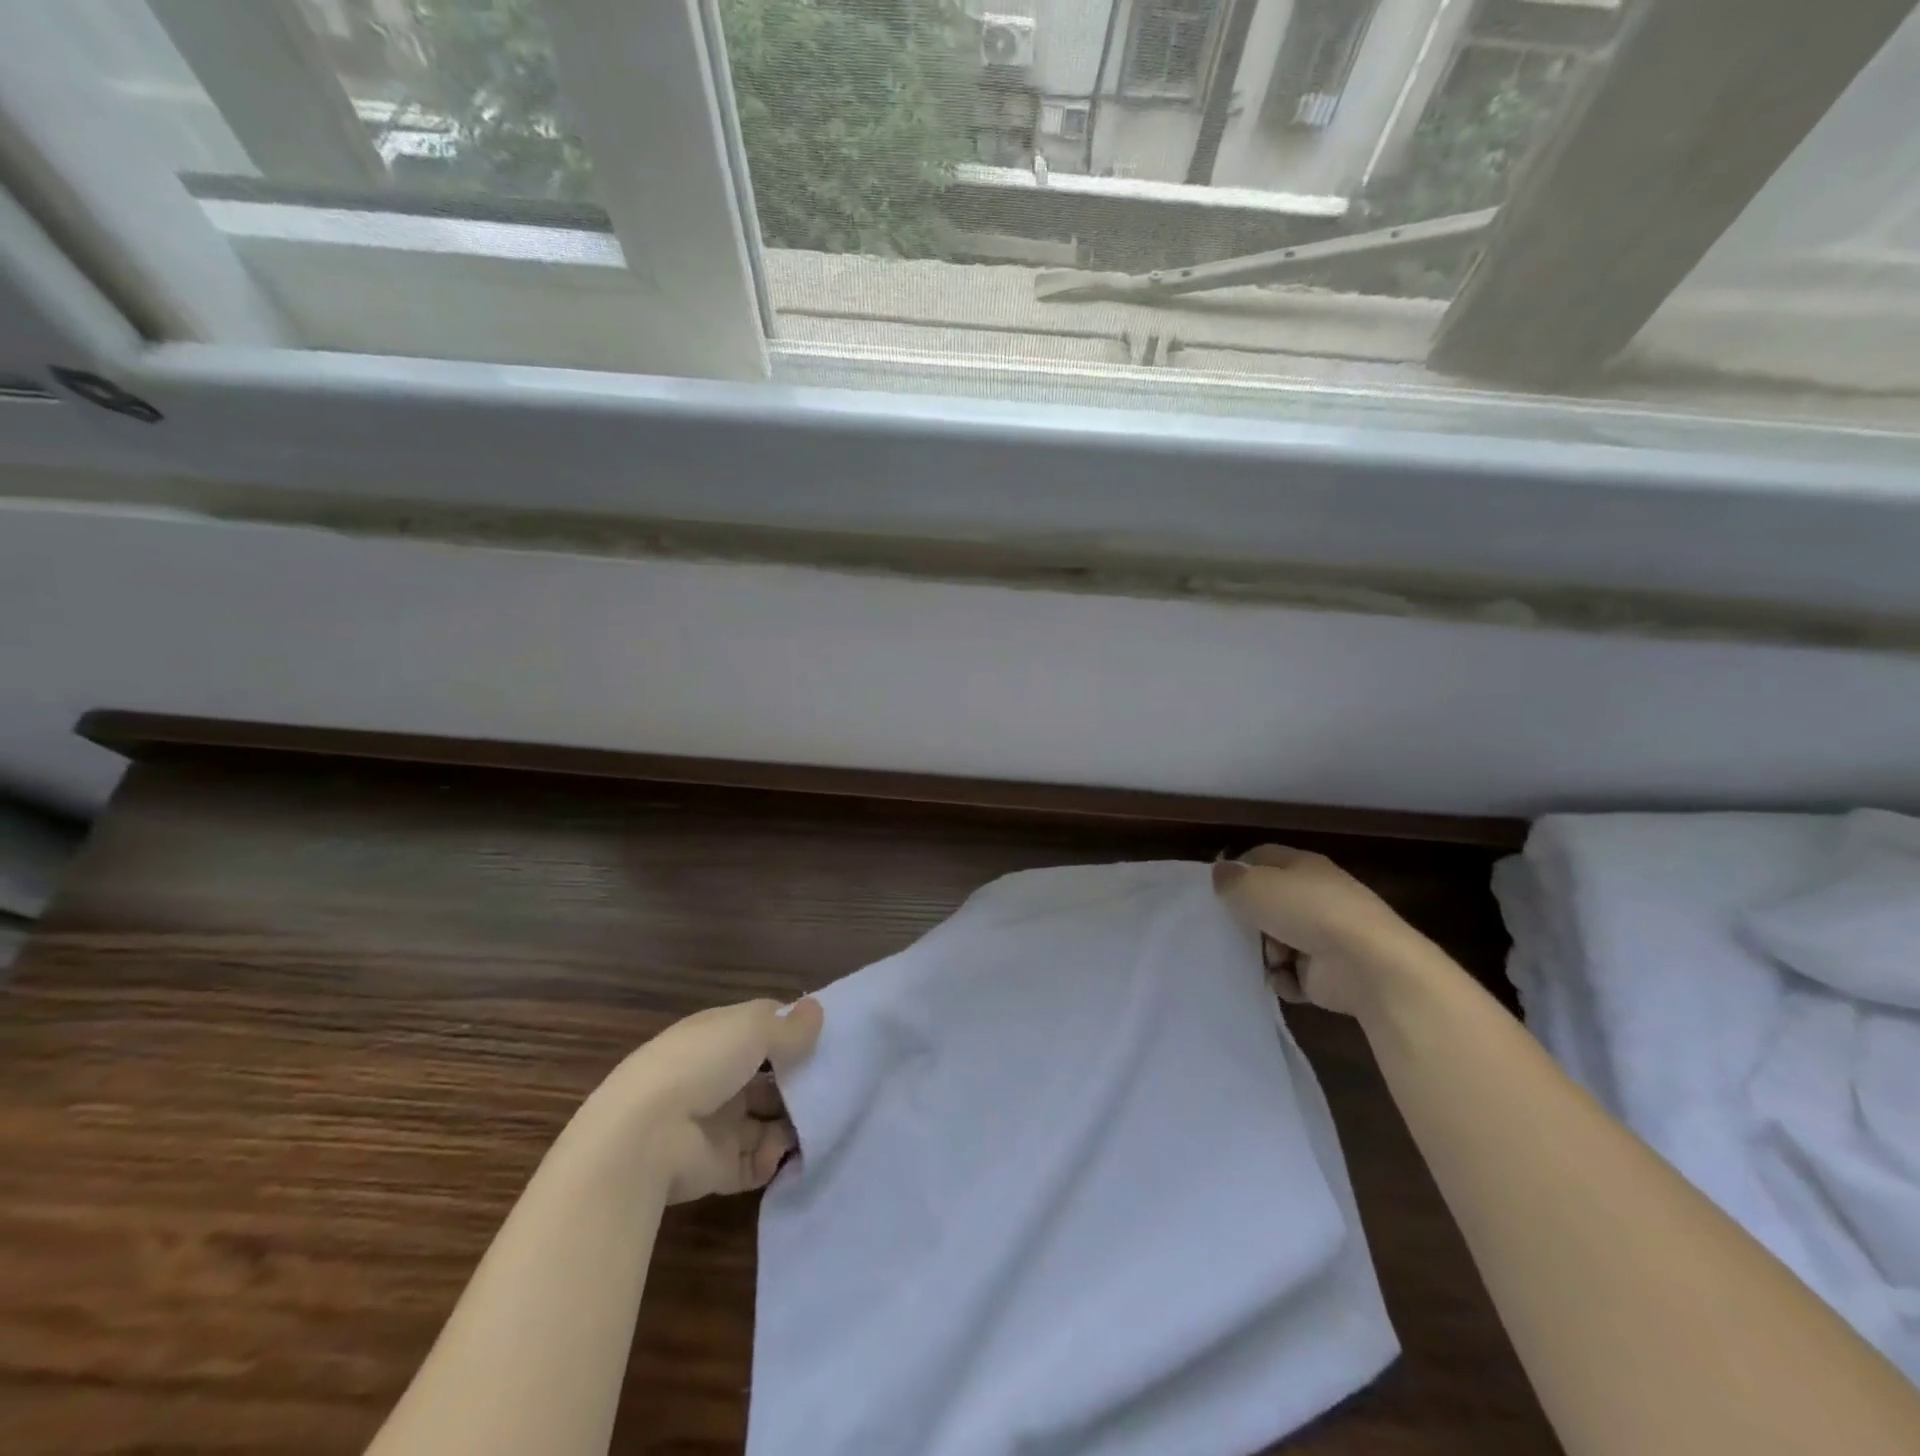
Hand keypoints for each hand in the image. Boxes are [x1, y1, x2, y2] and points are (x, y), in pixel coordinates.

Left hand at [592, 997, 823, 1203]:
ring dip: (792, 1122)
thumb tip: (817, 1010)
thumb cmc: (700, 1064)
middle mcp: (716, 1077)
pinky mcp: (717, 1166)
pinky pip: (756, 1162)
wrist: (646, 1136)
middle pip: (768, 1077)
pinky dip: (775, 1159)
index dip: (791, 1030)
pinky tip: (785, 1151)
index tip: (825, 1037)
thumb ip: (789, 1027)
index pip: (761, 1028)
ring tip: (818, 1121)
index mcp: (717, 1037)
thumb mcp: (751, 1030)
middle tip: (833, 1085)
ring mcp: (716, 1123)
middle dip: (798, 1081)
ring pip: (766, 1120)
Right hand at [1211, 846, 1436, 1018]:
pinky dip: (1284, 979)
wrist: (1366, 965)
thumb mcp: (1254, 886)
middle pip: (1267, 903)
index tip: (1217, 889)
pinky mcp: (1327, 973)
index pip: (1261, 858)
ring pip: (1276, 941)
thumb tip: (1221, 874)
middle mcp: (1314, 897)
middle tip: (1231, 929)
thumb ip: (1230, 880)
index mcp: (1302, 866)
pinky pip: (1290, 974)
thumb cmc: (1306, 911)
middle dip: (1249, 919)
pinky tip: (1285, 980)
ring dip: (1265, 953)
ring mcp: (1323, 936)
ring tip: (1269, 959)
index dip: (1237, 870)